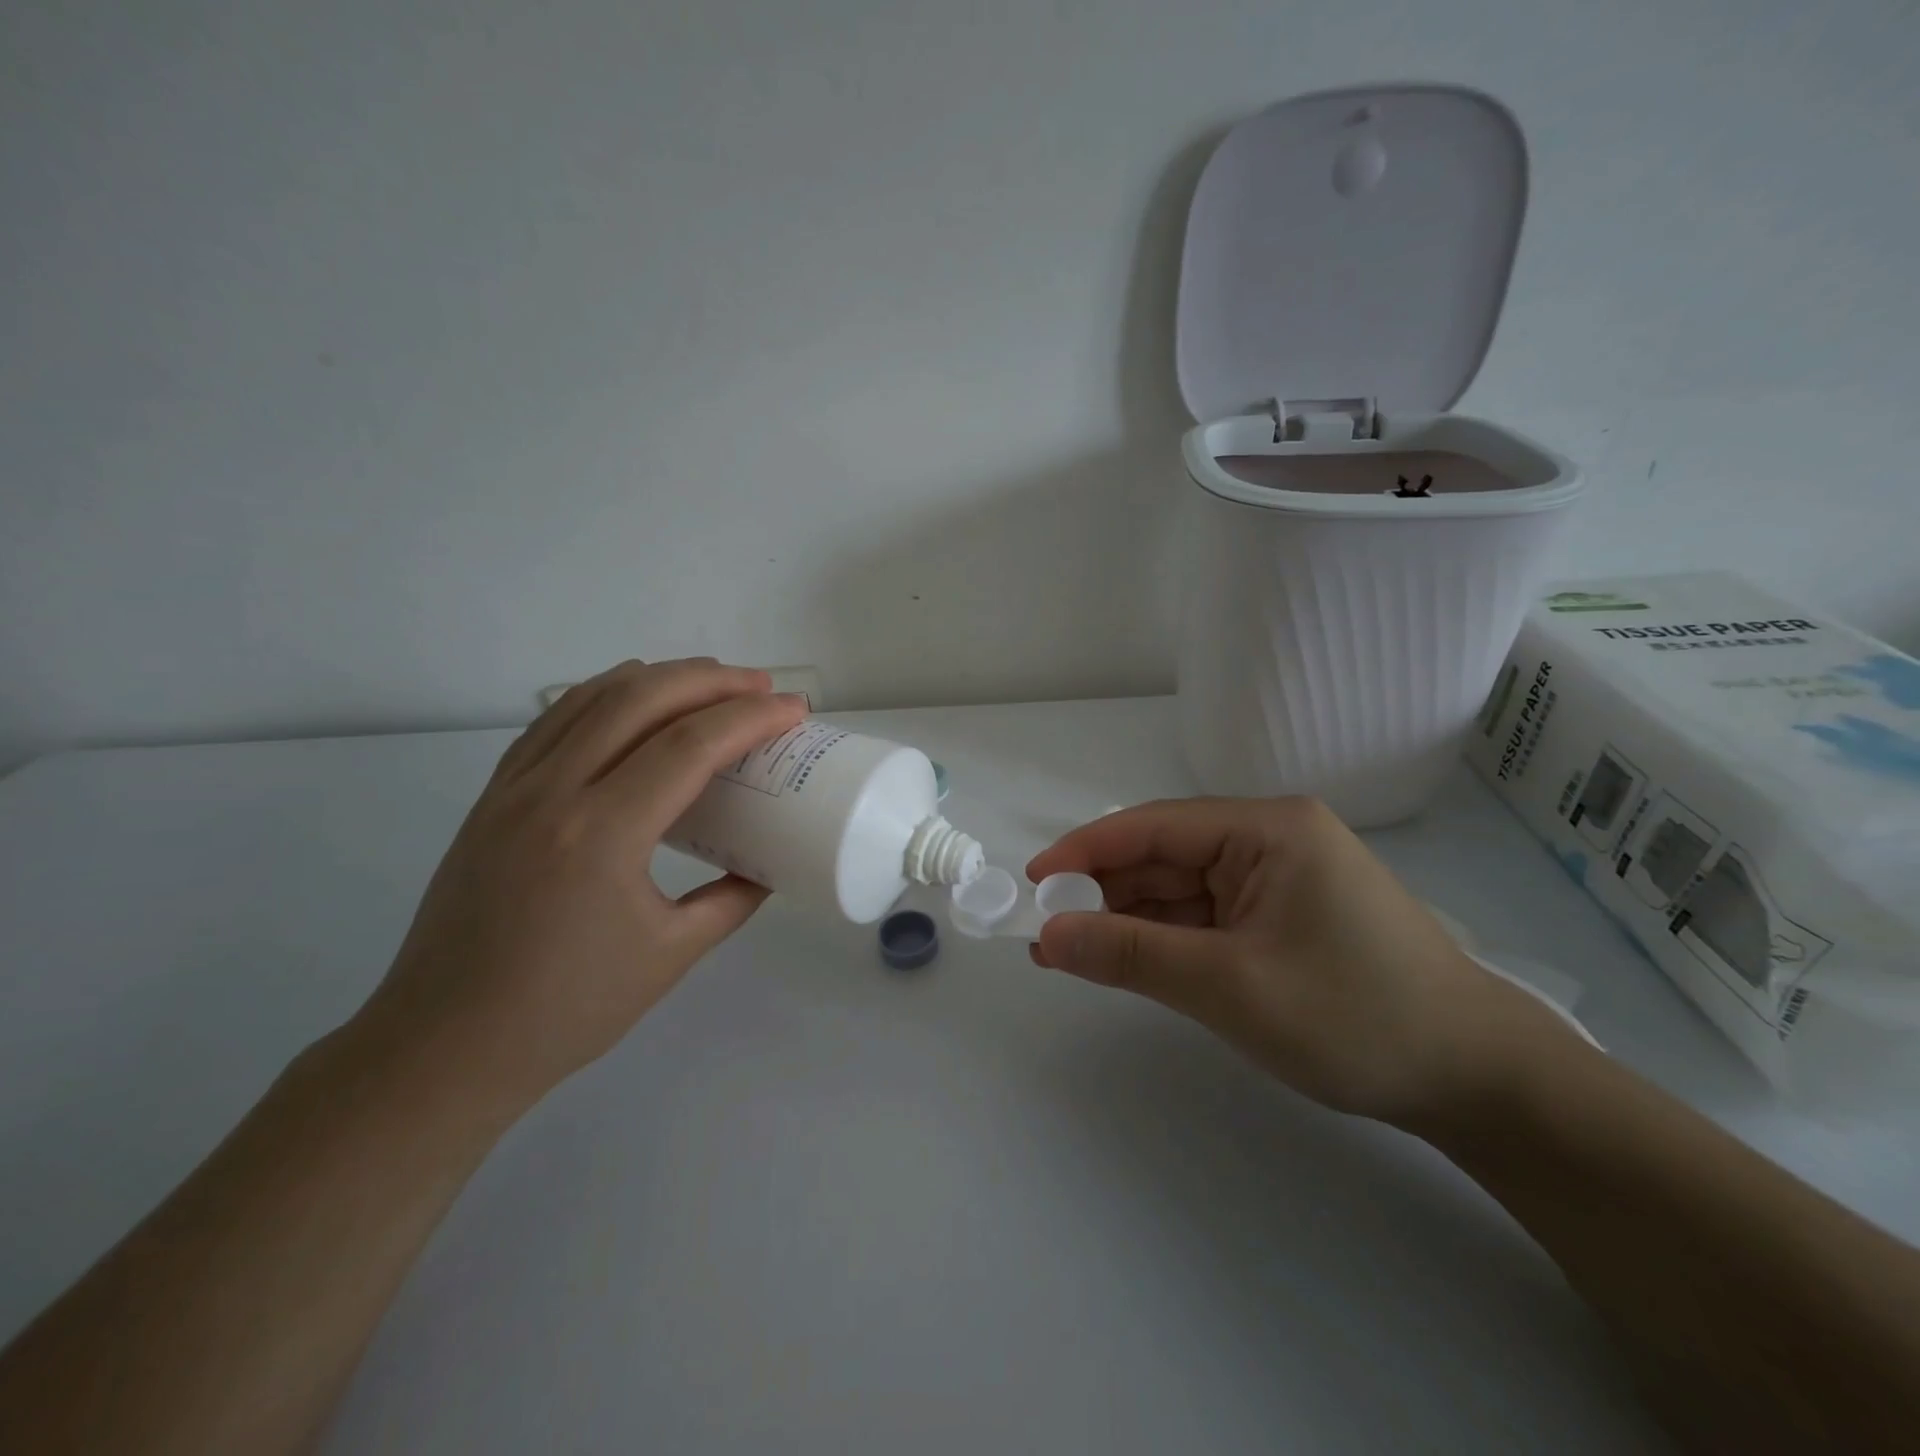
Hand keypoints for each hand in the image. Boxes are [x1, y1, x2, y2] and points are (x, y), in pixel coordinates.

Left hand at [352, 659, 808, 1115]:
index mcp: (602, 835)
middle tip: (761, 685)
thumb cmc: (566, 1009)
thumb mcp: (671, 956)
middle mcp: (553, 793)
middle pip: (641, 700)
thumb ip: (731, 900)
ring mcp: (513, 788)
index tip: (793, 710)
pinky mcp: (492, 796)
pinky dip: (604, 694)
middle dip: (711, 680)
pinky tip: (632, 700)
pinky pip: (555, 720)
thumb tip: (766, 866)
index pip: (689, 746)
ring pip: (592, 697)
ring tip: (709, 679)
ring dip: (659, 677)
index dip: (750, 718)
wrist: (444, 1045)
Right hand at [1026, 797, 1582, 1127]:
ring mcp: (1278, 878)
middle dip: (1105, 892)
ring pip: (1182, 888)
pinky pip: (1207, 916)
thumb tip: (1049, 934)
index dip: (1086, 851)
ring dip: (1130, 918)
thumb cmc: (1354, 1017)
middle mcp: (1270, 839)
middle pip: (1165, 856)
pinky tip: (1128, 958)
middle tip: (1048, 931)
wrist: (1476, 1081)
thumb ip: (1131, 954)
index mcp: (1267, 829)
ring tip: (1073, 951)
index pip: (1154, 826)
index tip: (1033, 882)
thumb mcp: (1228, 986)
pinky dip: (1166, 938)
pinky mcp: (1283, 916)